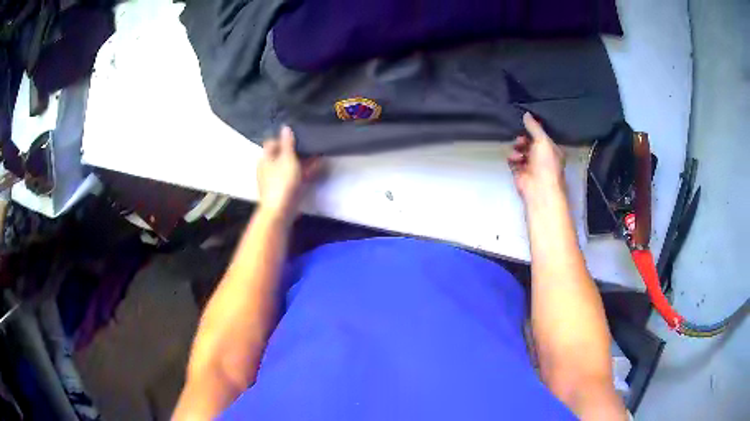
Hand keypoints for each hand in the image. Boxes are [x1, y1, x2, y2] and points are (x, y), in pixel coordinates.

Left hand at [257, 126, 322, 221]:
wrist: (279, 212)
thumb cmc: (282, 183)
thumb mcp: (287, 159)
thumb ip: (288, 143)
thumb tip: (285, 127)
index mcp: (265, 158)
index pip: (272, 143)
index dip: (285, 139)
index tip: (299, 138)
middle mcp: (268, 168)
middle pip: (282, 155)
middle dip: (296, 151)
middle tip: (311, 146)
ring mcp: (276, 180)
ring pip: (290, 167)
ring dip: (303, 162)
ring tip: (318, 156)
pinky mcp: (284, 191)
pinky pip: (294, 178)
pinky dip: (303, 173)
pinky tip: (315, 171)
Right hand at [508, 113, 565, 202]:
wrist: (539, 189)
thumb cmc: (546, 164)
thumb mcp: (542, 141)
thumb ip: (534, 127)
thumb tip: (526, 114)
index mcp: (551, 150)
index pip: (541, 136)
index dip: (534, 130)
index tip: (525, 124)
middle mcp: (542, 157)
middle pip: (529, 142)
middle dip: (523, 139)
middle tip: (520, 139)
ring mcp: (530, 165)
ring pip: (520, 150)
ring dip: (517, 149)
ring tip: (517, 152)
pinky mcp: (519, 172)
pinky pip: (512, 161)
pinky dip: (512, 159)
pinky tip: (514, 160)